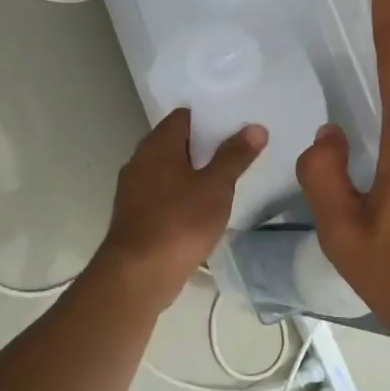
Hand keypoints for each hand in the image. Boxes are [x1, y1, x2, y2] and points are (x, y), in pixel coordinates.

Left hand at [98, 109, 263, 298]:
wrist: (137, 275)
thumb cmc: (179, 223)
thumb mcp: (216, 188)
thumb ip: (235, 156)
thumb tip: (255, 127)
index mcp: (158, 145)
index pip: (184, 115)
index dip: (210, 117)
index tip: (235, 125)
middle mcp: (140, 159)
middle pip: (176, 141)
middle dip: (204, 146)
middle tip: (237, 151)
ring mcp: (133, 188)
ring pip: (168, 169)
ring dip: (193, 172)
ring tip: (224, 179)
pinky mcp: (134, 214)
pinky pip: (162, 193)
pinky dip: (181, 194)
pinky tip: (201, 208)